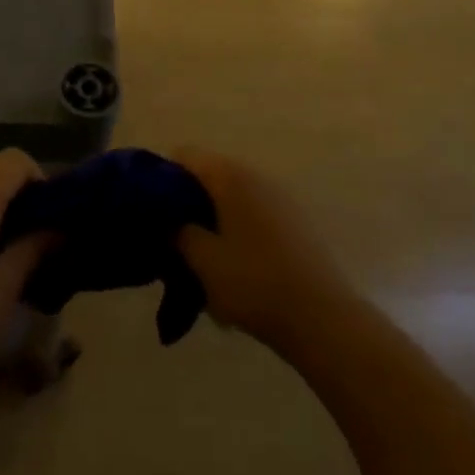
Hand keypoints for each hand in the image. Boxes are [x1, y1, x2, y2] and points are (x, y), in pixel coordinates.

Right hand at [173, 148, 353, 350]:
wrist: (323, 319)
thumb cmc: (254, 283)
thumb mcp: (201, 260)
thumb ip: (178, 232)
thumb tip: (170, 220)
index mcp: (230, 177)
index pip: (185, 155)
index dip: (162, 177)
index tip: (150, 210)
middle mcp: (257, 177)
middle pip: (210, 178)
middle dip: (188, 205)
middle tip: (173, 241)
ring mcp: (281, 200)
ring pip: (232, 202)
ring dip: (214, 224)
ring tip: (203, 264)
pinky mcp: (296, 225)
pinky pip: (254, 219)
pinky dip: (238, 236)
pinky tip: (235, 274)